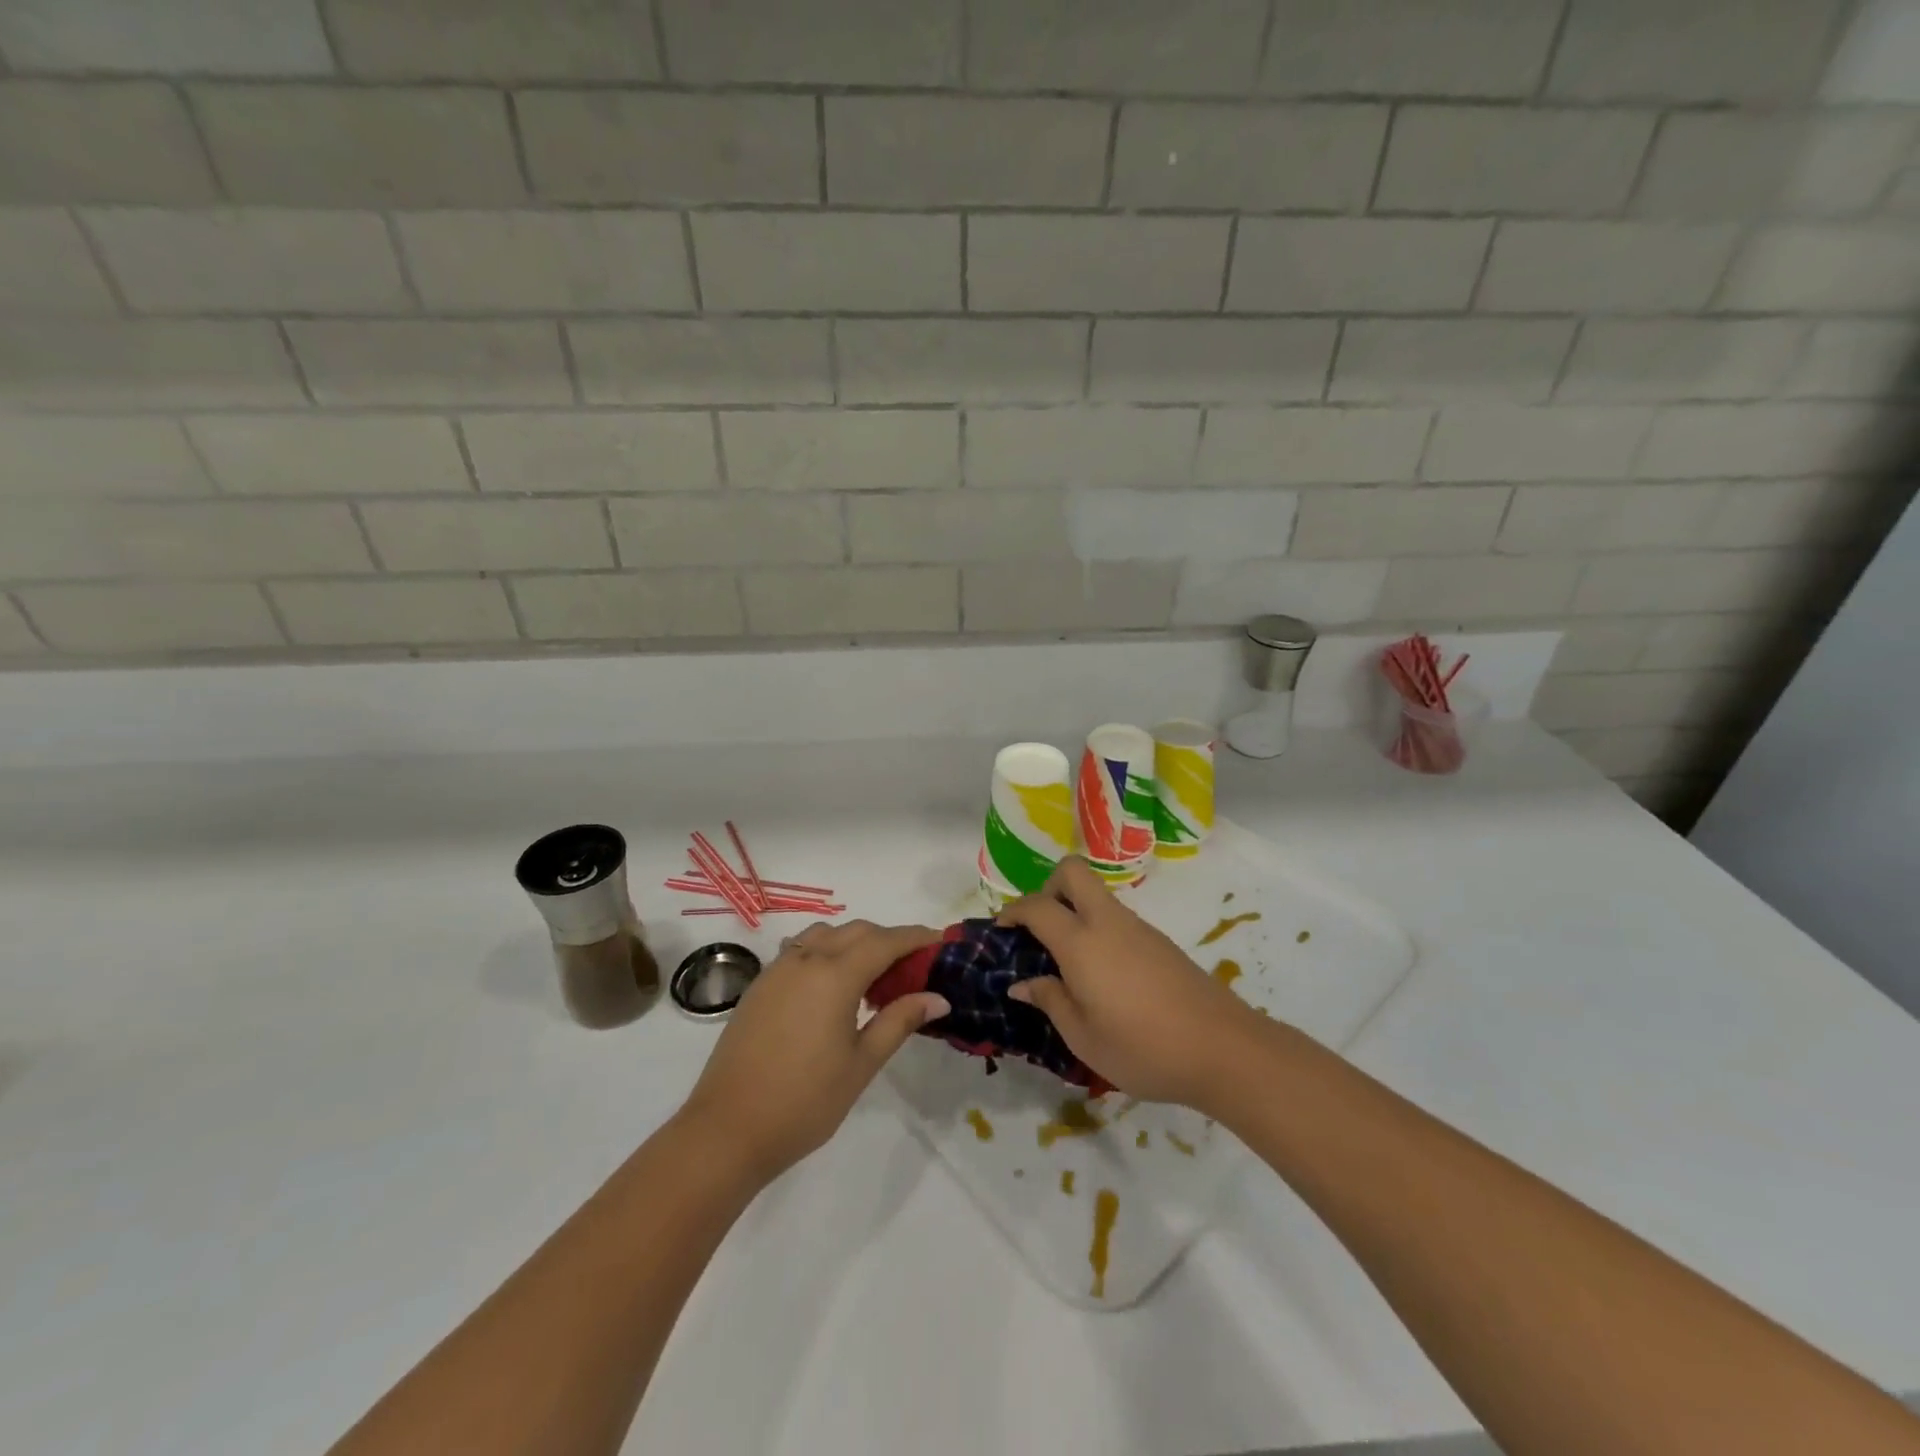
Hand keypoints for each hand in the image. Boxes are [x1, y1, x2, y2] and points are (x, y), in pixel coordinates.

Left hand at [680, 920, 947, 1181]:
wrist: (727, 1130)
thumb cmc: (804, 1101)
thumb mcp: (862, 1064)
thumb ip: (899, 1021)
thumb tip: (938, 997)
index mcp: (834, 975)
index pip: (885, 942)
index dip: (915, 937)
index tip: (939, 940)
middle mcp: (805, 960)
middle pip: (856, 931)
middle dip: (887, 938)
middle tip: (912, 964)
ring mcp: (778, 969)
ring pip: (825, 934)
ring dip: (854, 941)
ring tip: (873, 973)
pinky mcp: (760, 985)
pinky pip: (800, 949)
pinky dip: (826, 951)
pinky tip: (833, 985)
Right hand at [999, 857, 1262, 1110]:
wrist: (1223, 1049)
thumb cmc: (1142, 1048)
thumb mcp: (1083, 1037)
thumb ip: (1050, 1001)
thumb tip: (1022, 983)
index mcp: (1081, 942)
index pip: (1037, 906)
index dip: (1013, 911)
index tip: (1002, 930)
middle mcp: (1108, 922)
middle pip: (1073, 872)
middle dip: (1048, 887)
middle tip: (1040, 930)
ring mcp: (1139, 928)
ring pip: (1097, 896)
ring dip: (1074, 911)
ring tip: (1068, 964)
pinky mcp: (1160, 942)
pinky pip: (1117, 919)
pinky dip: (1098, 930)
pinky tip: (1103, 977)